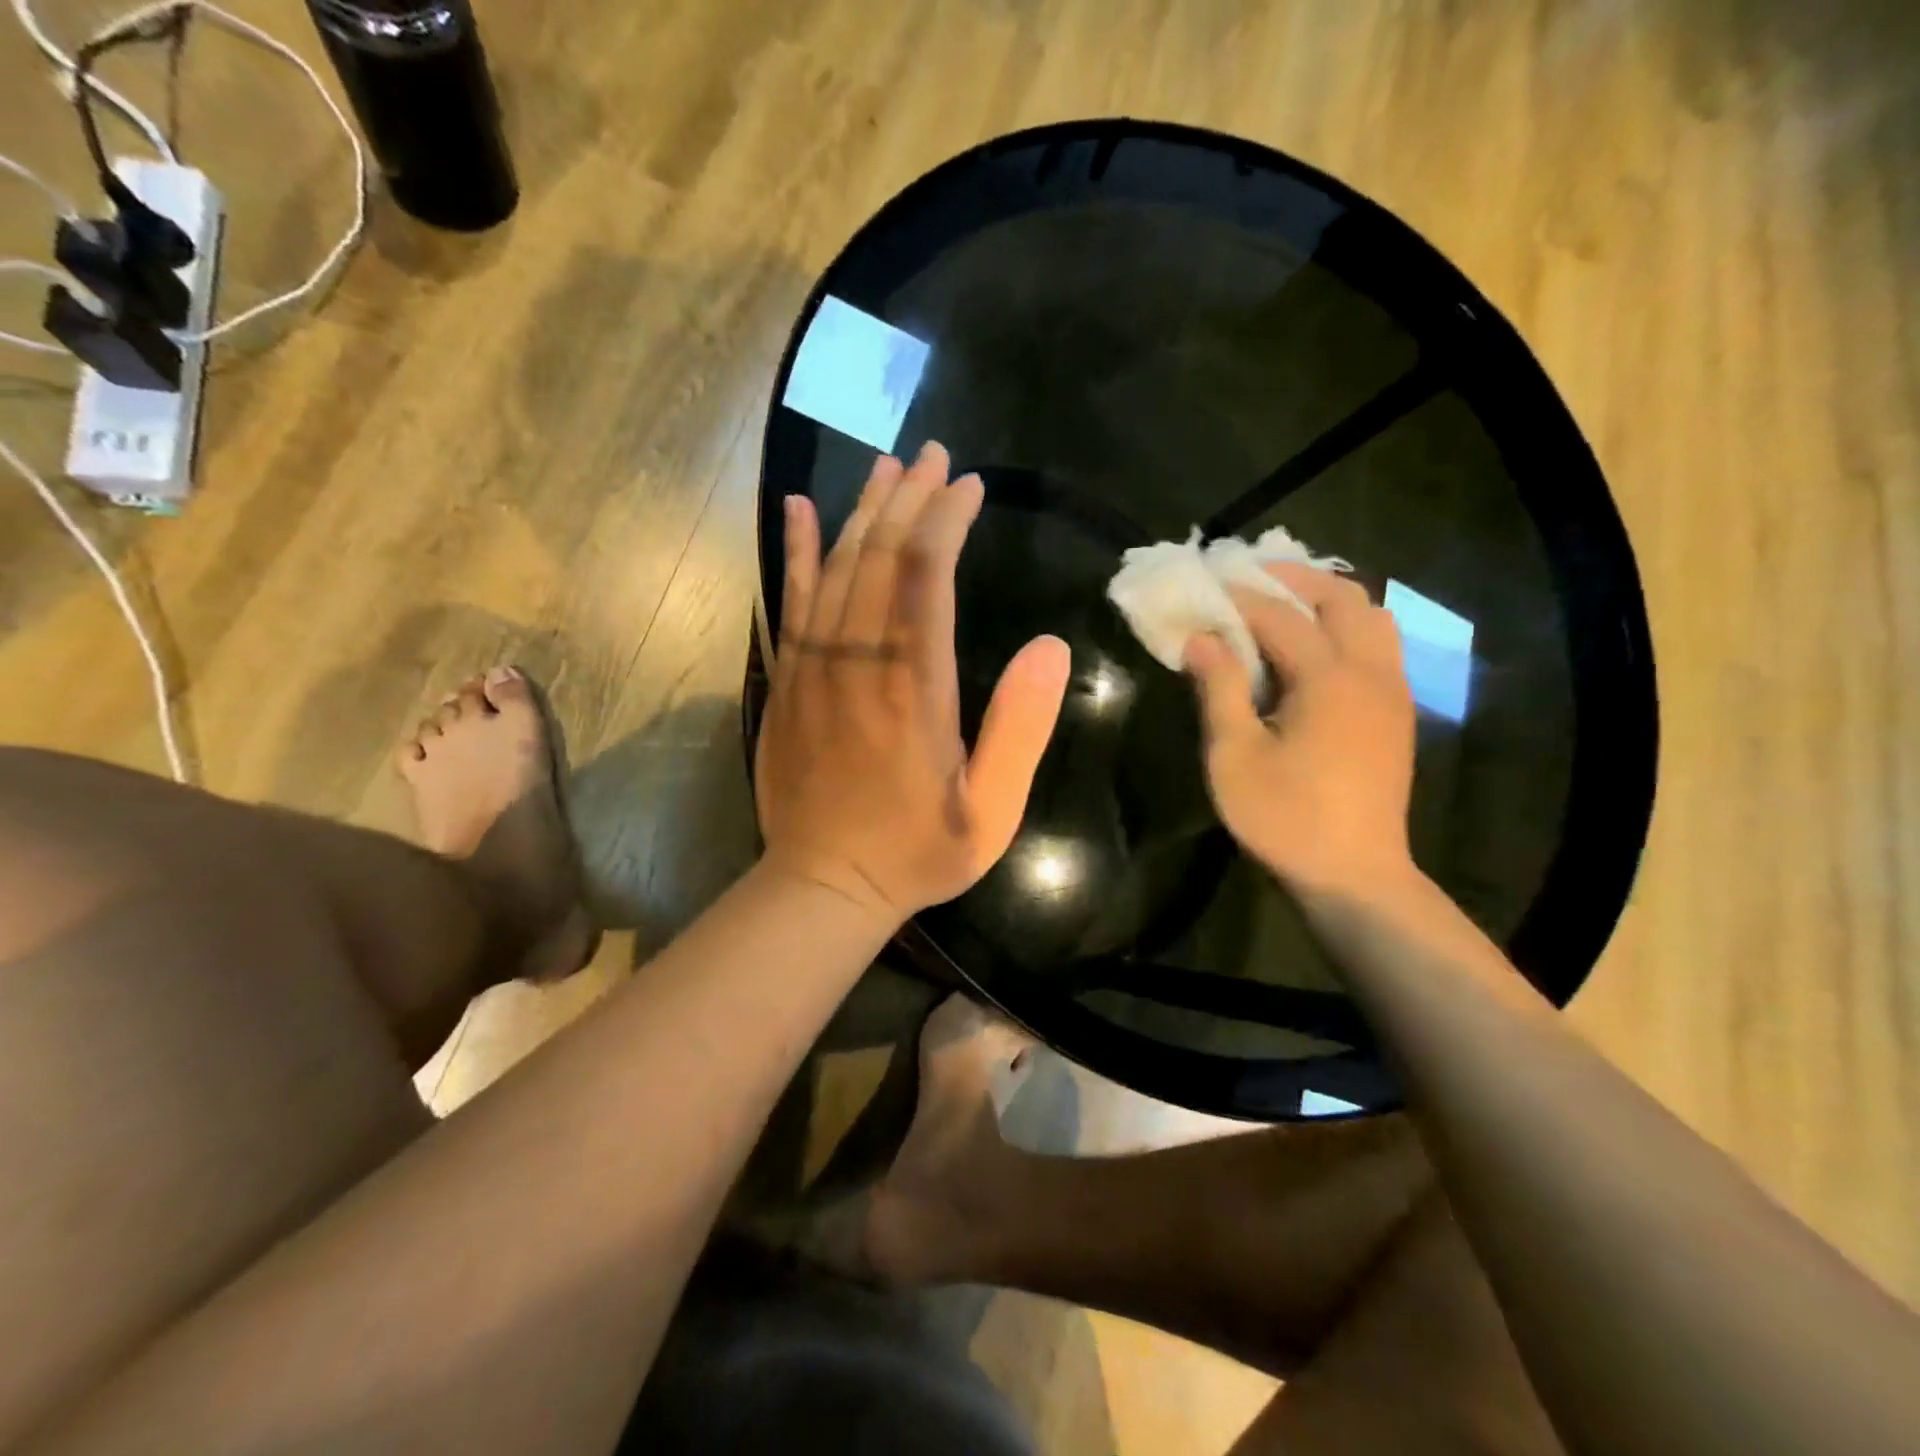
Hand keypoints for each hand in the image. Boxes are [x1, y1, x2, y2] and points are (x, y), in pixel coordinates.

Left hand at [755, 443, 1072, 923]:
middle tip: (931, 455)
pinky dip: (798, 552)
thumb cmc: (915, 851)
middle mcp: (856, 663)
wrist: (823, 884)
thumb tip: (1049, 646)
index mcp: (911, 688)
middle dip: (908, 499)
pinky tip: (801, 510)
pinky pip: (790, 602)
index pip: (924, 577)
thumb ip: (1022, 729)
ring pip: (835, 569)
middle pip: (878, 558)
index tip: (968, 486)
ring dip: (862, 513)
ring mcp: (811, 669)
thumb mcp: (990, 810)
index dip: (946, 521)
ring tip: (886, 468)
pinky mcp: (785, 681)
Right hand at [1185, 564, 1415, 896]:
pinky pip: (1378, 646)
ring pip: (1371, 618)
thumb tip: (1201, 639)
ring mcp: (1391, 692)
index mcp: (1329, 679)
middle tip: (1249, 578)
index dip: (1240, 597)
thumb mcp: (1234, 756)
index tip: (1206, 582)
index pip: (1280, 616)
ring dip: (1327, 600)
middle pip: (1342, 598)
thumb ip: (1219, 689)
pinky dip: (1345, 628)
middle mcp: (1369, 672)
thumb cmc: (1285, 818)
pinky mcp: (1396, 713)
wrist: (1355, 876)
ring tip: (1283, 606)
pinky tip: (1312, 650)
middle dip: (1294, 579)